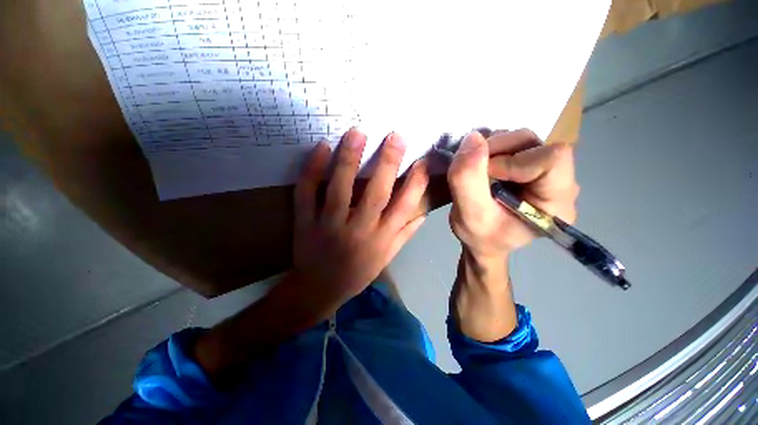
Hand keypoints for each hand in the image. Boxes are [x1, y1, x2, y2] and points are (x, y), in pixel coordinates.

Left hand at [291, 128, 428, 312]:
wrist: (319, 289)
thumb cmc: (358, 272)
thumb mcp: (386, 257)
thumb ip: (405, 234)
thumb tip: (423, 212)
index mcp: (381, 239)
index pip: (404, 208)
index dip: (416, 184)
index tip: (423, 161)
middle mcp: (359, 230)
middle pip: (375, 194)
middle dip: (388, 163)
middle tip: (395, 136)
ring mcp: (329, 225)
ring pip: (340, 189)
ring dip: (349, 159)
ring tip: (357, 132)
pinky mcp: (305, 222)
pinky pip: (307, 193)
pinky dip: (312, 170)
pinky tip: (321, 148)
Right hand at [447, 129, 578, 258]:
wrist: (482, 240)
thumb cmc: (480, 236)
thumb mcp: (468, 215)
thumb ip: (467, 180)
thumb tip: (473, 139)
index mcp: (557, 202)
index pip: (551, 159)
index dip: (512, 161)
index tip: (484, 177)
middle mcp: (560, 181)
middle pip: (533, 144)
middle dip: (496, 152)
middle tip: (474, 173)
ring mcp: (545, 170)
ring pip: (521, 140)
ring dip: (491, 150)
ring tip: (476, 174)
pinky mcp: (530, 164)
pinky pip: (512, 143)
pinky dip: (490, 150)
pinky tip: (481, 170)